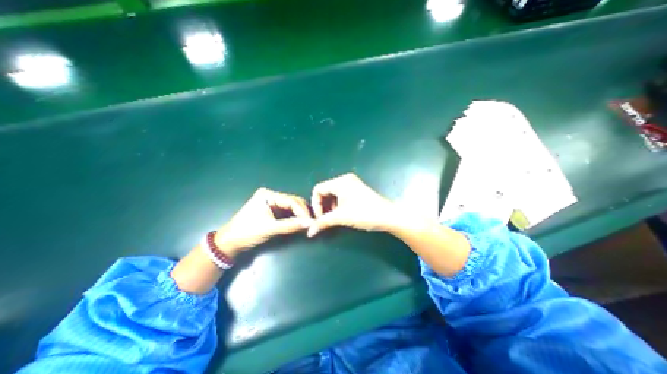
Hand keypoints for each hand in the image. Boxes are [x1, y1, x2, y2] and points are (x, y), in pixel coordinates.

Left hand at [216, 186, 315, 256]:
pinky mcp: (272, 211)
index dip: (302, 211)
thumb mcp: (269, 229)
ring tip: (308, 224)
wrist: (229, 243)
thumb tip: (310, 224)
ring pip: (291, 207)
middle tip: (312, 222)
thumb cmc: (246, 232)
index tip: (311, 221)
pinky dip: (294, 218)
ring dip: (300, 215)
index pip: (291, 201)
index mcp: (268, 195)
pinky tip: (300, 223)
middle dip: (303, 212)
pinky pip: (287, 213)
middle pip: (293, 202)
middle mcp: (271, 196)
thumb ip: (290, 226)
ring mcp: (272, 204)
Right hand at [305, 174, 394, 235]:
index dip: (316, 204)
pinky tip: (342, 213)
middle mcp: (345, 179)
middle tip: (325, 218)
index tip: (320, 217)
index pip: (318, 189)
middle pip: (325, 190)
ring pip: (333, 193)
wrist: (388, 216)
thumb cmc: (364, 214)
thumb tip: (309, 232)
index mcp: (340, 181)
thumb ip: (323, 222)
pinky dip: (337, 204)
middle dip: (323, 205)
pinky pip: (341, 195)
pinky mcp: (357, 190)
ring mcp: (352, 184)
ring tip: (334, 217)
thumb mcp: (341, 217)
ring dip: (330, 206)